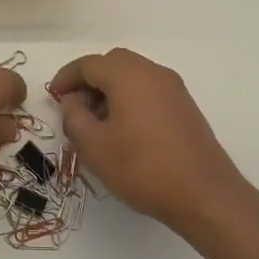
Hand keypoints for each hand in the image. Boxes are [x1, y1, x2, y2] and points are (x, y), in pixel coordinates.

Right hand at [49, 48, 249, 232]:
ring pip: (133, 76)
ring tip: (97, 123)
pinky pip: (149, 90)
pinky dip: (130, 99)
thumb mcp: (94, 147)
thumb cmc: (142, 168)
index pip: (88, 64)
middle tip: (75, 108)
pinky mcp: (185, 107)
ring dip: (110, 90)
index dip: (66, 78)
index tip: (53, 97)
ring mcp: (173, 88)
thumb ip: (74, 118)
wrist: (205, 195)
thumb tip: (73, 102)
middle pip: (113, 63)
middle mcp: (152, 72)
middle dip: (89, 81)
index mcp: (128, 75)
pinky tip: (124, 130)